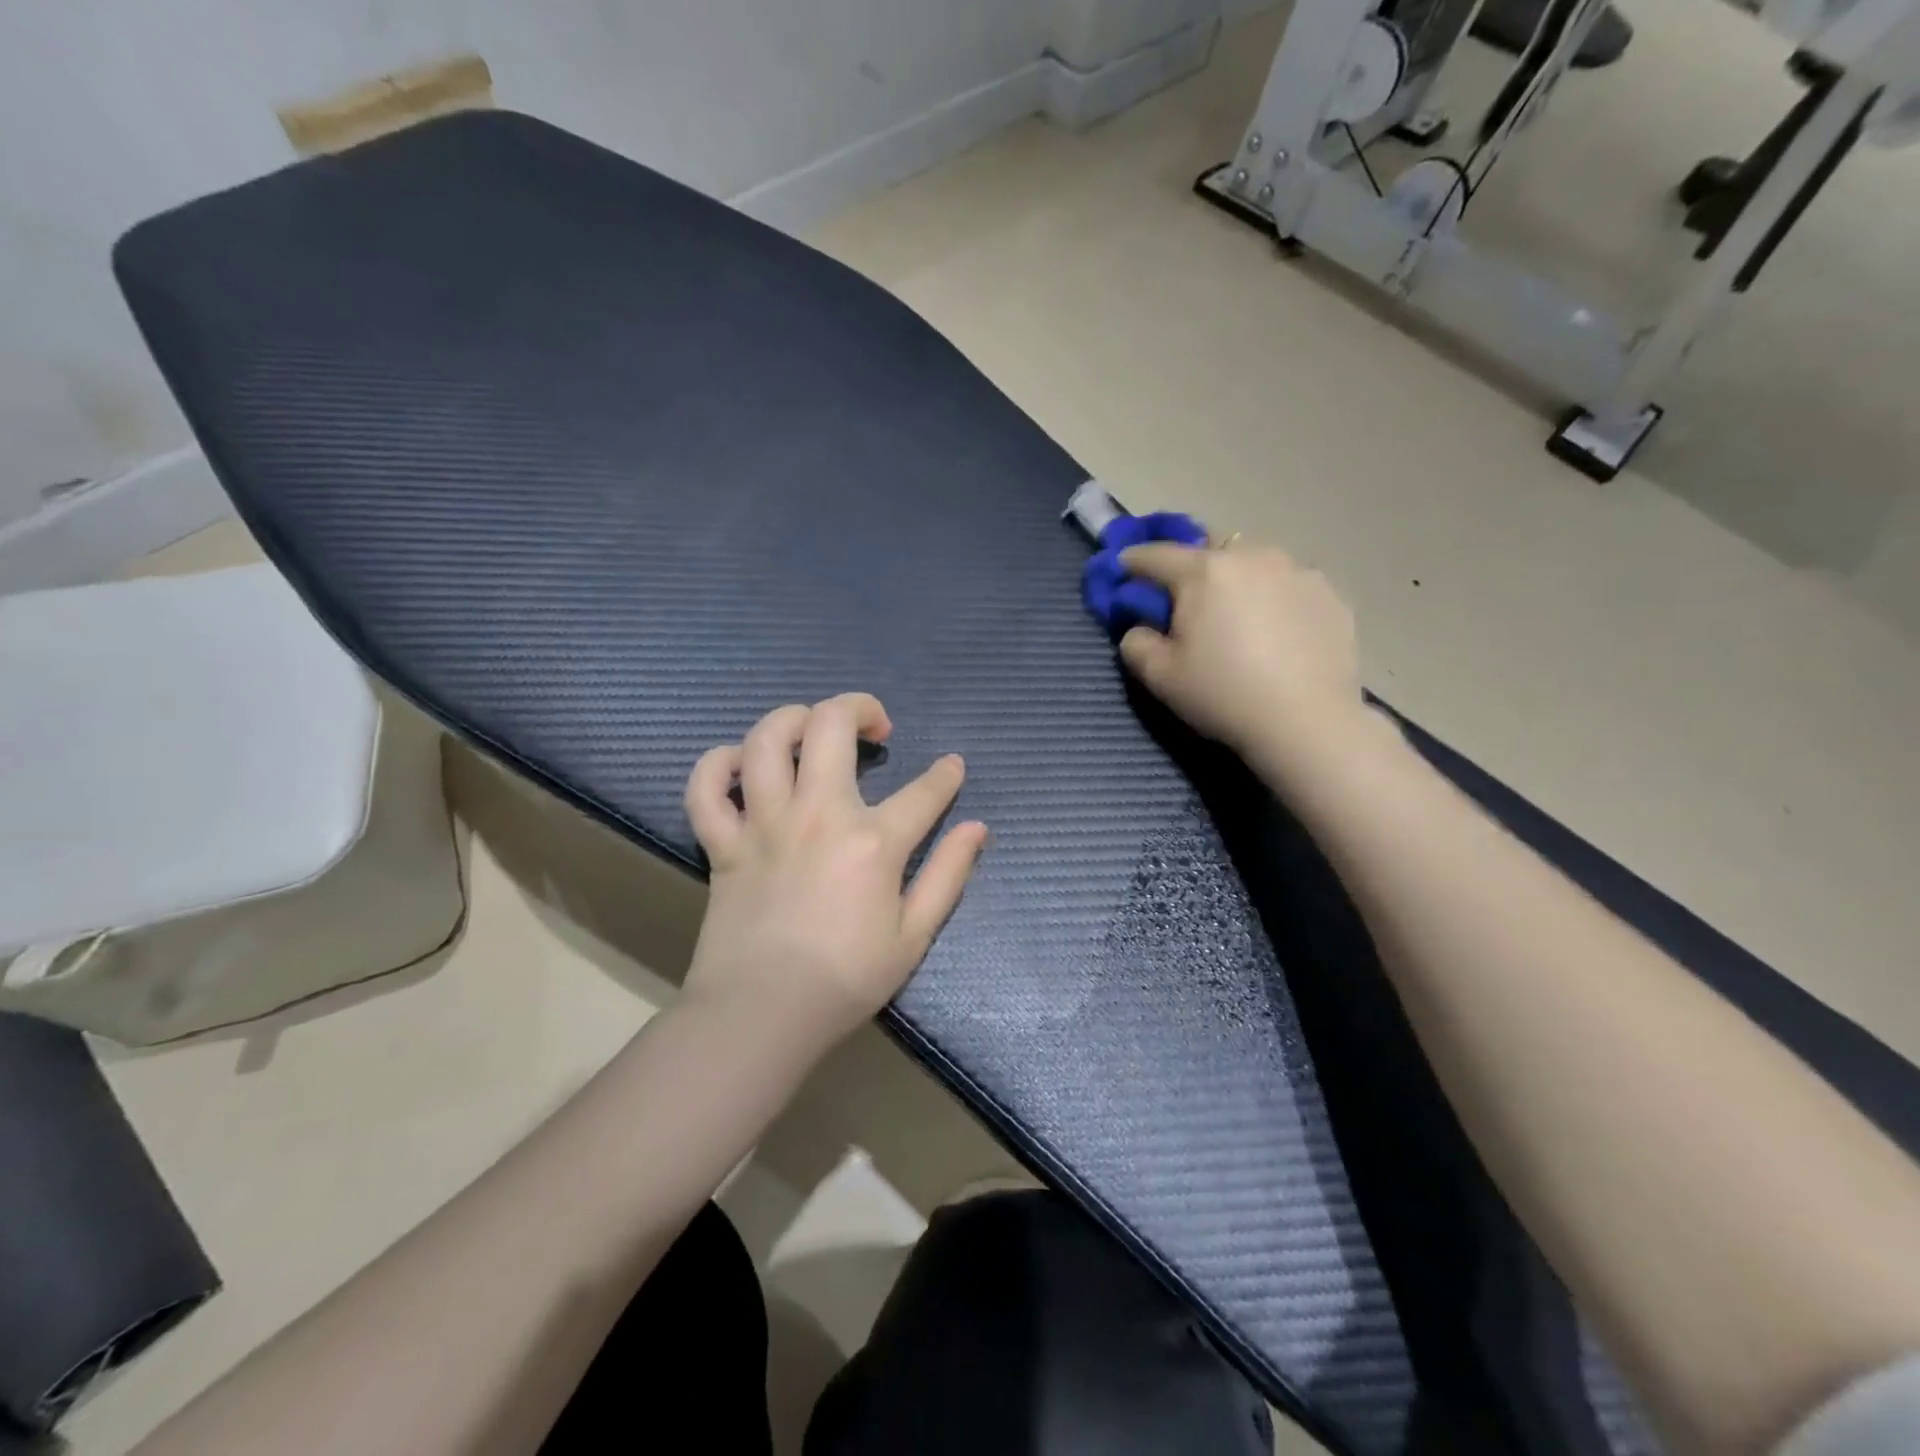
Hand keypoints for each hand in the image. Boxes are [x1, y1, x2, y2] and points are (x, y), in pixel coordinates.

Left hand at [680, 694, 987, 1058]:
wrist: (762, 1016)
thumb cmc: (845, 980)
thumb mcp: (914, 936)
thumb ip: (948, 875)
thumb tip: (977, 828)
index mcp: (872, 841)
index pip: (925, 792)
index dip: (946, 775)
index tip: (952, 768)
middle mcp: (818, 815)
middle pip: (831, 726)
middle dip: (861, 708)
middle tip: (875, 728)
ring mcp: (764, 824)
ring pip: (766, 740)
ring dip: (792, 719)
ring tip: (812, 729)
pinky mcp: (723, 843)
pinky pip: (706, 787)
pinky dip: (718, 765)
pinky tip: (741, 765)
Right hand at [1118, 538, 1364, 766]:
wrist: (1307, 722)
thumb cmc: (1223, 695)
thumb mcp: (1159, 677)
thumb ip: (1136, 643)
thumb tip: (1140, 628)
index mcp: (1205, 571)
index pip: (1157, 555)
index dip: (1134, 561)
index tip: (1123, 567)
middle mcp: (1252, 557)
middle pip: (1211, 550)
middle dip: (1193, 569)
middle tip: (1188, 601)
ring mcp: (1298, 571)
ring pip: (1255, 562)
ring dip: (1239, 579)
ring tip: (1239, 615)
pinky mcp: (1331, 594)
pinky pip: (1290, 584)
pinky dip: (1276, 598)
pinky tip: (1278, 631)